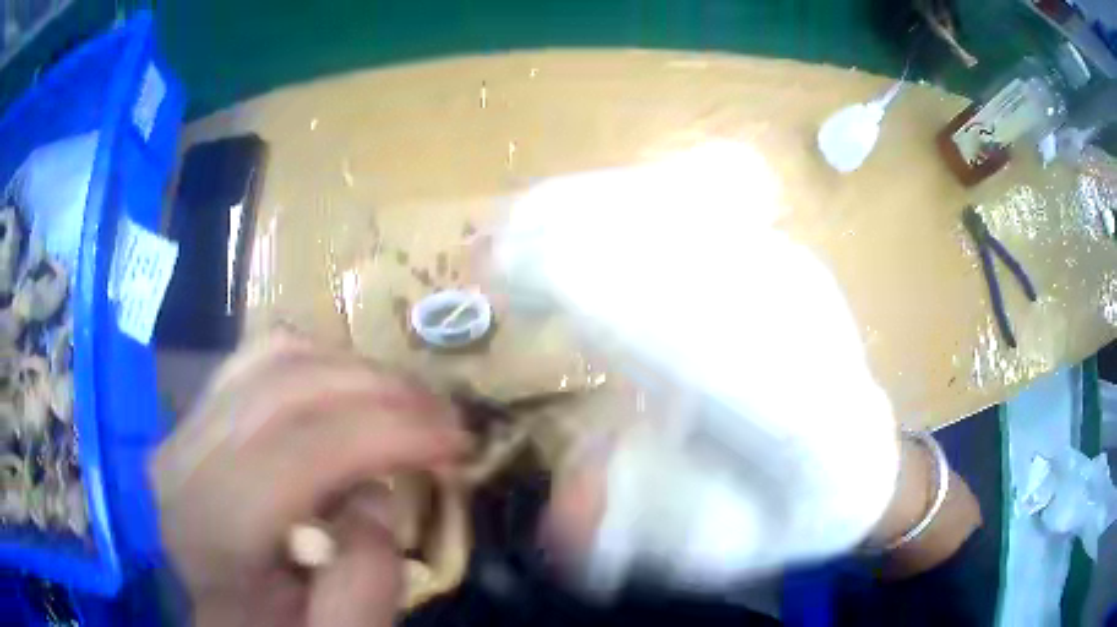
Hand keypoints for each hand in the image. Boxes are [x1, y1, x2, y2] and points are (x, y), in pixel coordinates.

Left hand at [151, 331, 467, 626]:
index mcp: (213, 529)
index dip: (389, 432)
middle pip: (287, 387)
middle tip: (446, 416)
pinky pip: (260, 358)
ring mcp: (185, 425)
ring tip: (407, 403)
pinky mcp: (198, 411)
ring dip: (355, 371)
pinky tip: (352, 393)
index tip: (459, 441)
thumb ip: (363, 589)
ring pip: (275, 357)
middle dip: (382, 390)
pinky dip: (319, 362)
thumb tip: (376, 500)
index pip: (302, 450)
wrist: (224, 614)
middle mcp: (185, 460)